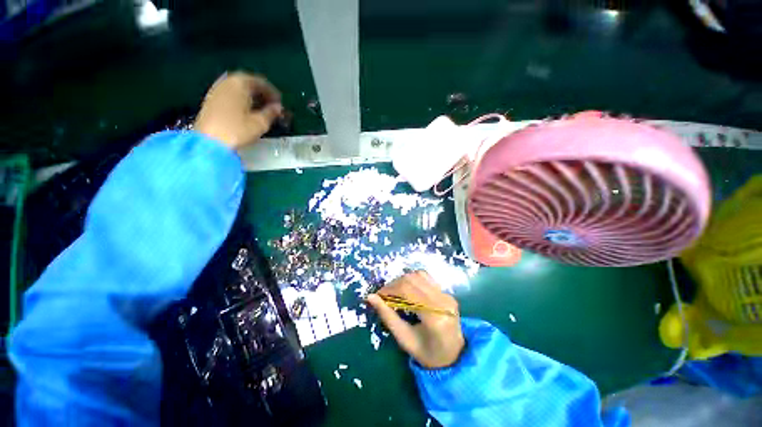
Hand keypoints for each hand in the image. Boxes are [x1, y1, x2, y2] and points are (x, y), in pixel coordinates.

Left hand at [194, 72, 282, 149]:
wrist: (209, 141)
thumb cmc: (237, 130)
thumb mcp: (260, 123)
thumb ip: (271, 113)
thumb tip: (278, 107)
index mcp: (240, 84)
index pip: (261, 82)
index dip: (273, 93)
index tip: (280, 104)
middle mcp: (227, 82)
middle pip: (248, 82)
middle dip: (261, 93)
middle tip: (272, 105)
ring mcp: (217, 90)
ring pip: (238, 88)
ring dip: (251, 96)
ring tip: (261, 109)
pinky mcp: (211, 99)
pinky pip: (231, 93)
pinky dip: (241, 99)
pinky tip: (247, 110)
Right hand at [366, 271, 464, 368]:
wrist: (454, 357)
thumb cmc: (427, 354)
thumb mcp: (404, 339)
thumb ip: (387, 316)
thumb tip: (370, 297)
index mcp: (434, 318)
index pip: (408, 291)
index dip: (390, 289)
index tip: (378, 295)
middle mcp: (443, 302)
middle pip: (412, 280)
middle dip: (394, 284)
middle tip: (384, 295)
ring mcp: (447, 295)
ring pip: (419, 275)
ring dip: (403, 280)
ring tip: (395, 292)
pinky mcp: (447, 293)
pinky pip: (426, 278)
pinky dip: (413, 280)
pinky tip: (408, 290)